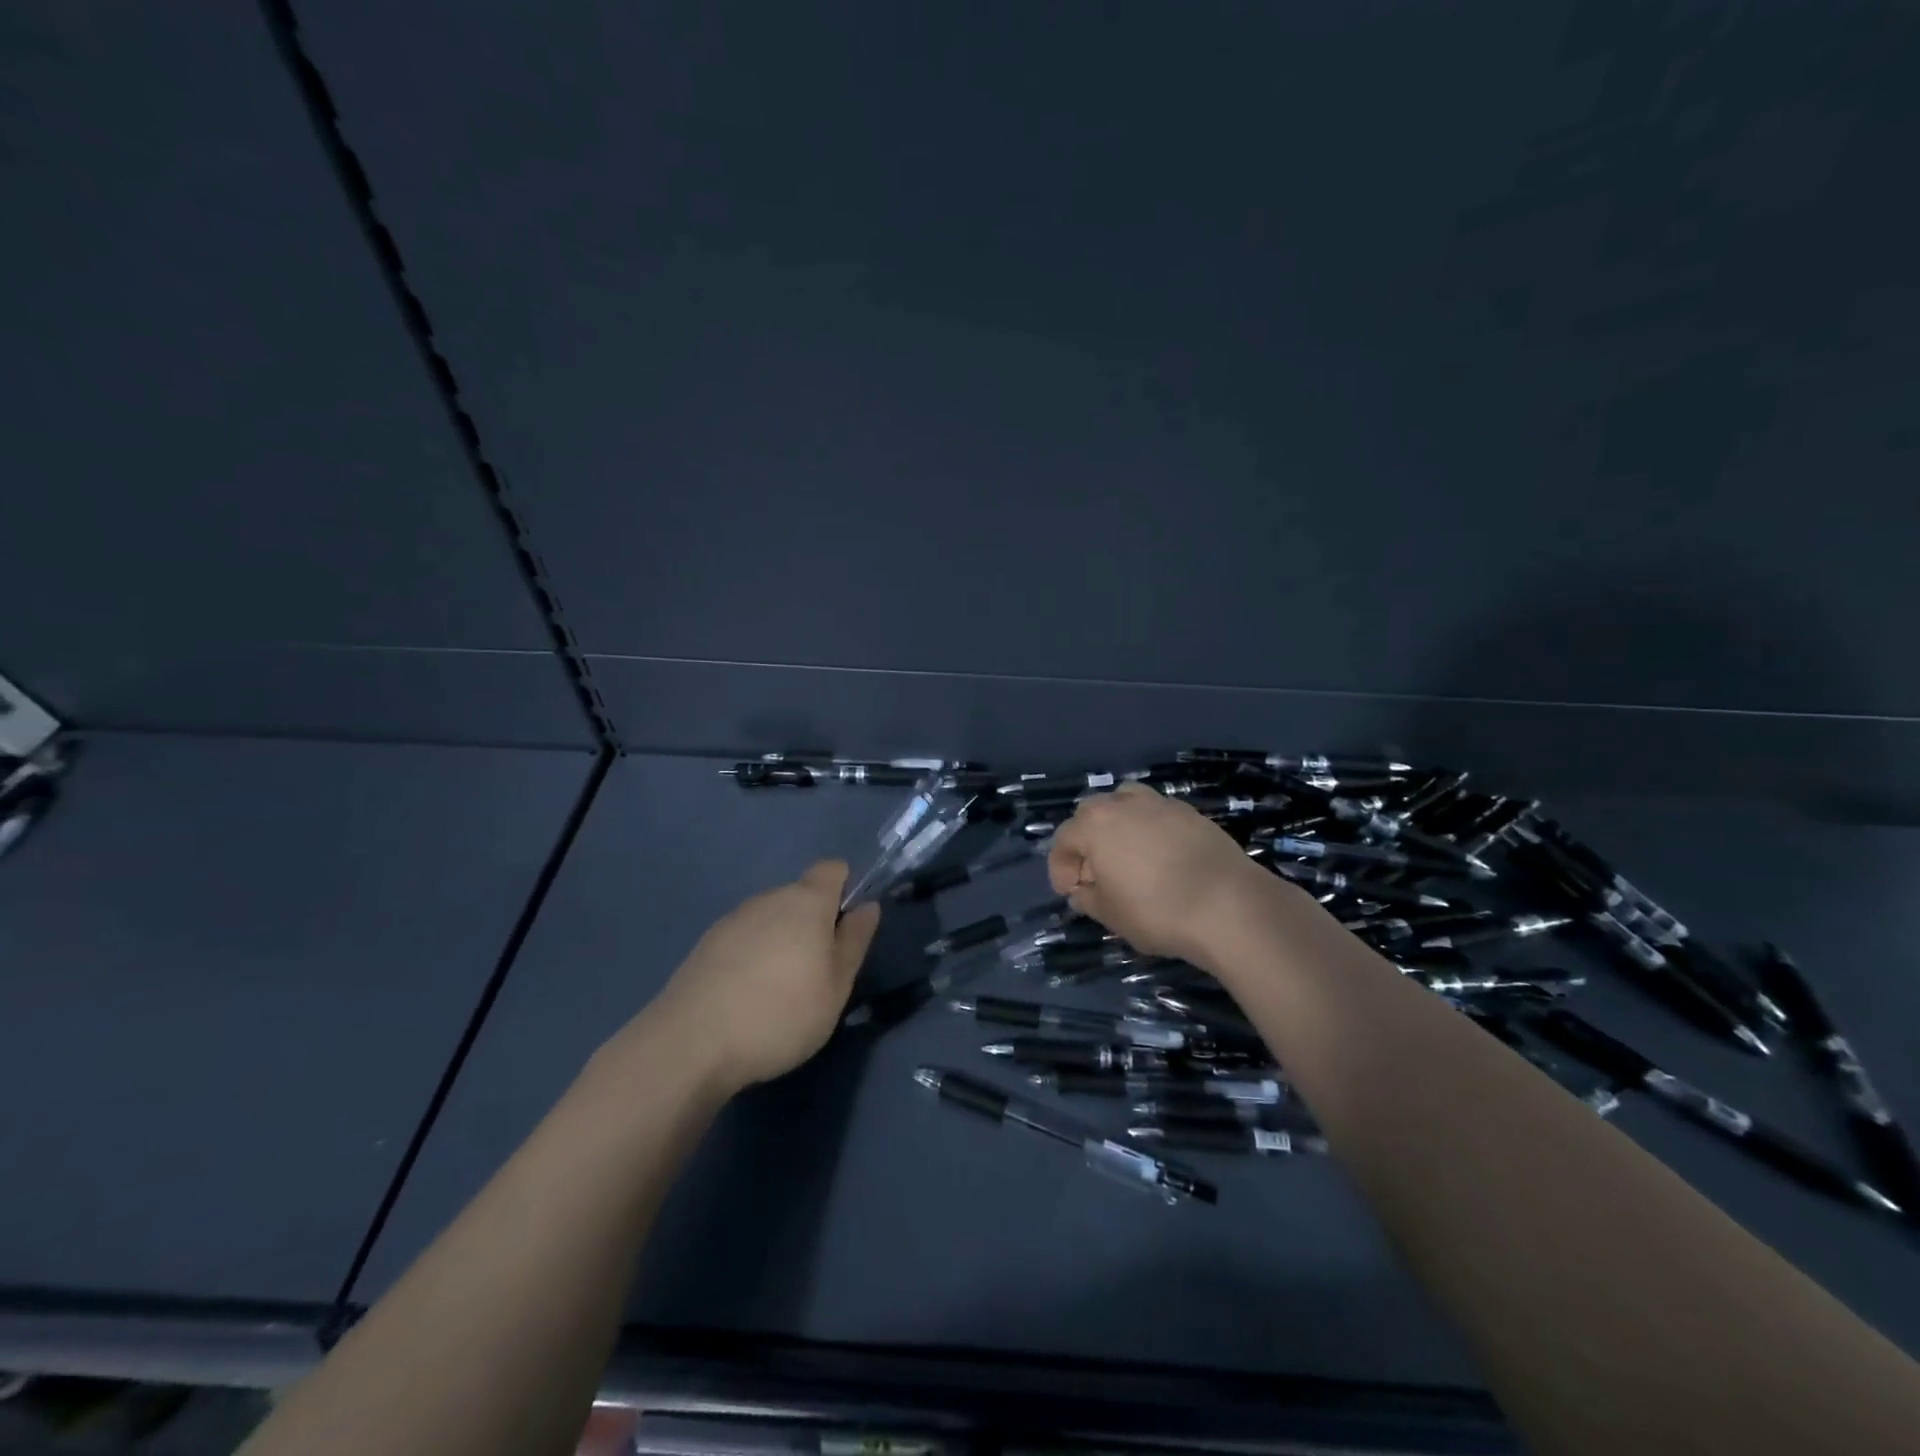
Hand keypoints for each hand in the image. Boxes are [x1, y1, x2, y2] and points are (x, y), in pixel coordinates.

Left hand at [642, 861, 880, 1095]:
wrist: (692, 1043)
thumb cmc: (781, 1014)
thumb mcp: (836, 986)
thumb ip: (854, 941)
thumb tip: (867, 906)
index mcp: (807, 901)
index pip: (832, 869)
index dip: (845, 888)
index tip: (846, 928)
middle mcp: (769, 898)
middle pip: (800, 895)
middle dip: (813, 922)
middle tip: (817, 972)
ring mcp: (733, 919)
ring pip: (770, 918)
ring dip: (781, 940)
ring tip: (779, 991)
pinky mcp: (706, 944)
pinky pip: (743, 938)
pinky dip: (752, 956)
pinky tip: (746, 997)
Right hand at [1048, 783, 1280, 965]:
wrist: (1228, 905)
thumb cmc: (1157, 911)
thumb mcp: (1110, 915)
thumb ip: (1087, 898)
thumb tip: (1083, 889)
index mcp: (1094, 825)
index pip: (1063, 839)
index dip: (1060, 867)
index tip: (1071, 892)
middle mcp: (1123, 804)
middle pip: (1091, 813)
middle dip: (1086, 840)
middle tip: (1096, 873)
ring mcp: (1160, 804)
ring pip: (1126, 802)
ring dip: (1118, 824)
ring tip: (1128, 854)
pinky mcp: (1191, 812)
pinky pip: (1157, 814)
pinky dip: (1151, 829)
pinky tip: (1162, 857)